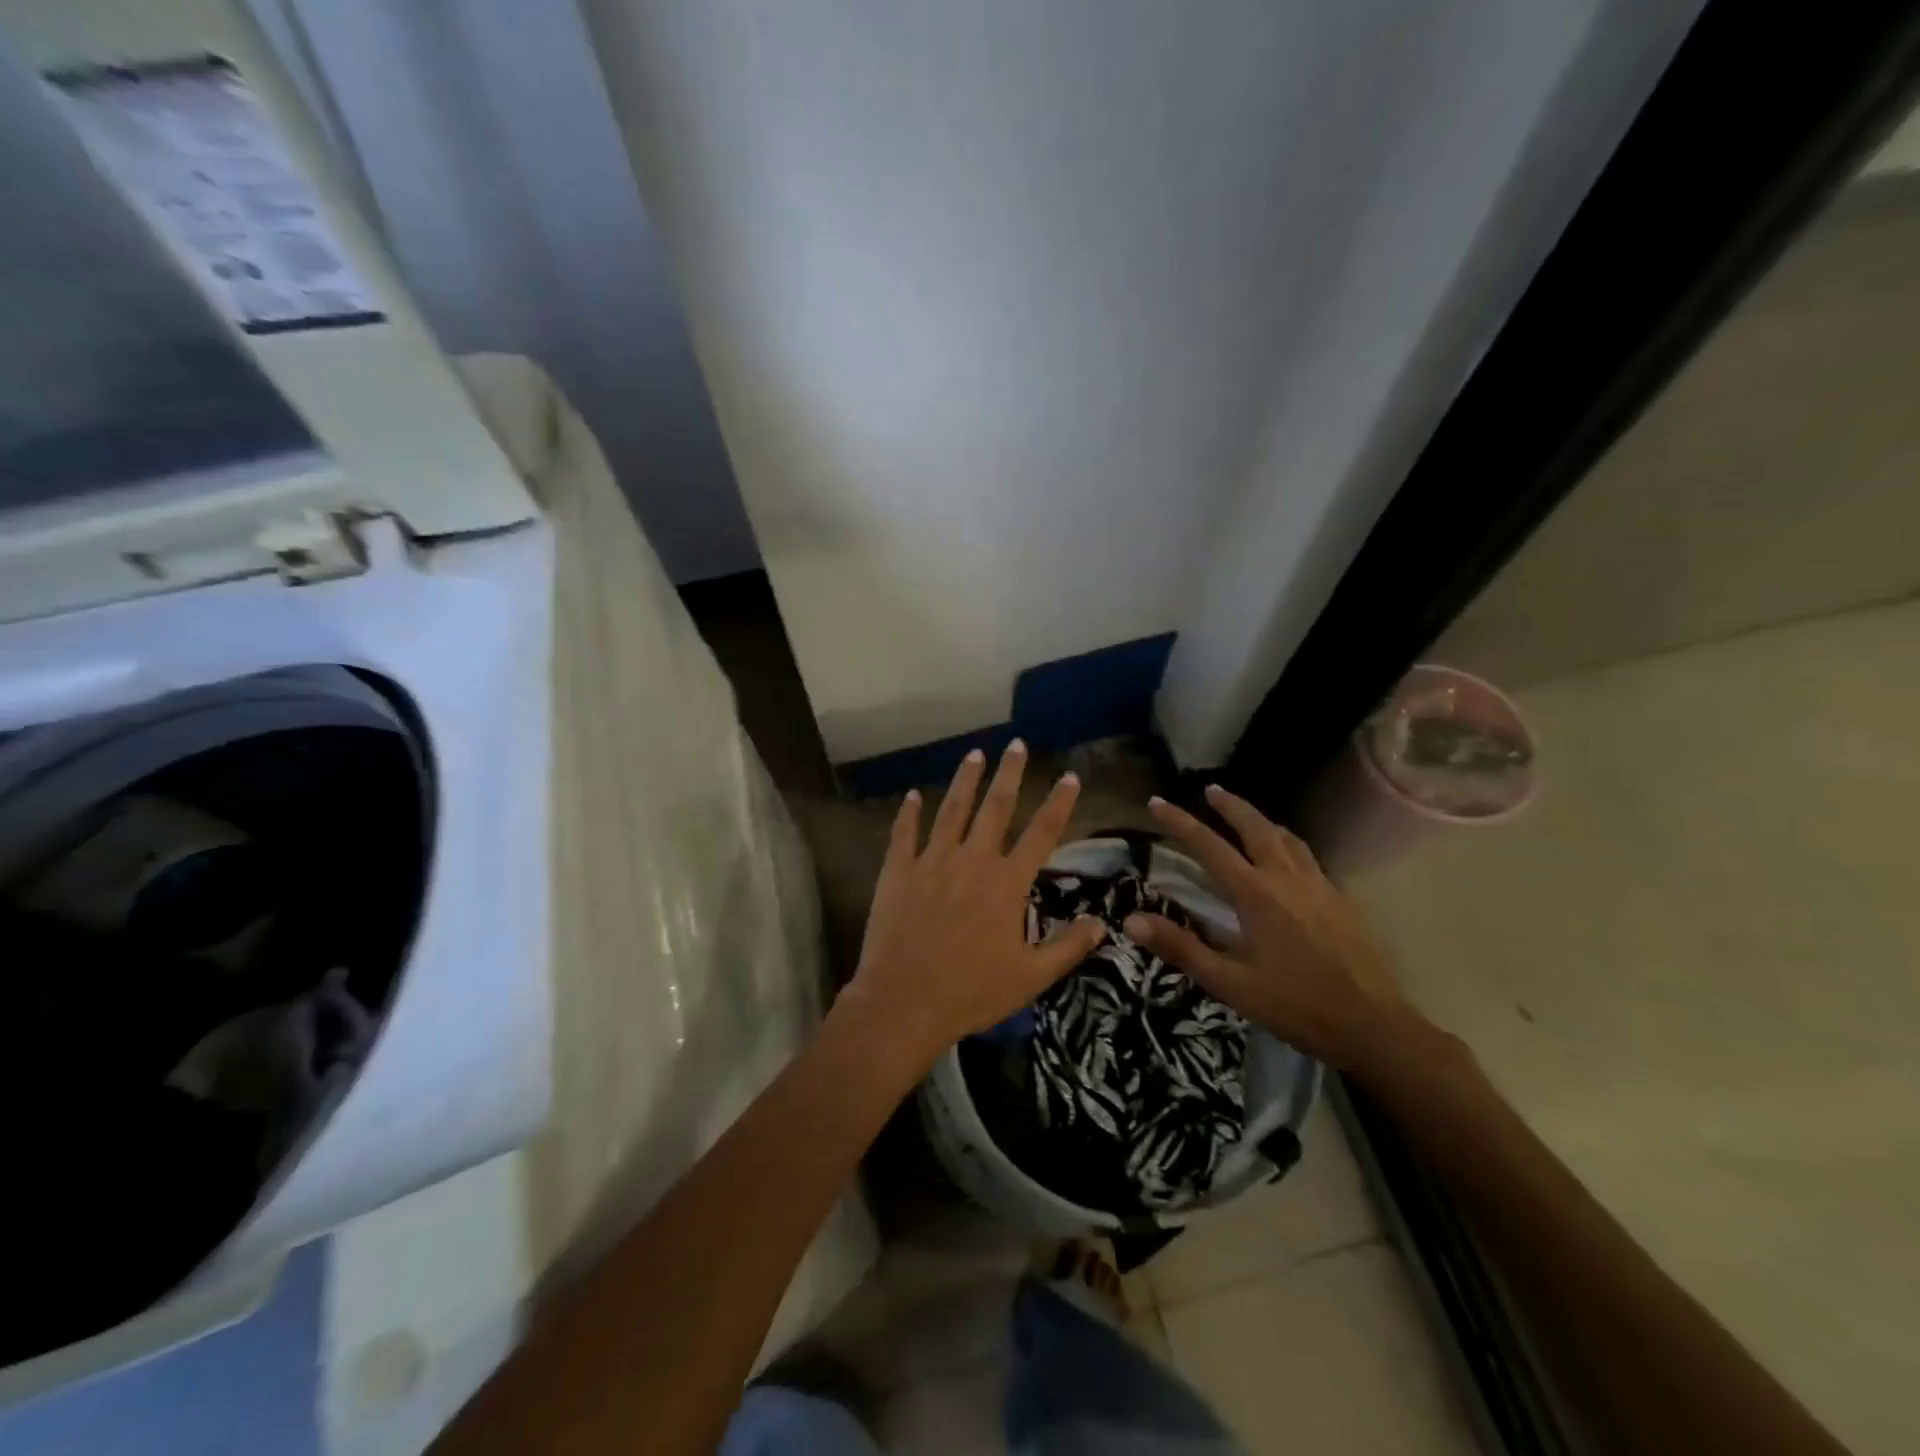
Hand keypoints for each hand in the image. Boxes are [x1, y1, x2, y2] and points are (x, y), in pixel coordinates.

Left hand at [838, 741, 1105, 1078]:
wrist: (904, 1002)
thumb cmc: (971, 992)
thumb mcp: (1031, 977)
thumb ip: (1068, 946)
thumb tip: (1102, 923)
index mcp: (1006, 883)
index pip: (1041, 833)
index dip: (1059, 803)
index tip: (1070, 777)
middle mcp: (972, 860)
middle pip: (995, 807)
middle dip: (1009, 773)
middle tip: (1017, 744)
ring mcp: (932, 861)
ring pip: (952, 810)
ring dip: (965, 780)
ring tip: (975, 753)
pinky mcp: (898, 871)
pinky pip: (904, 833)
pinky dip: (909, 812)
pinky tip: (913, 794)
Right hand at [1121, 784, 1417, 1072]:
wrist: (1372, 1025)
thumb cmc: (1295, 1005)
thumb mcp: (1229, 982)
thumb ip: (1181, 947)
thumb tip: (1131, 920)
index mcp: (1256, 894)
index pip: (1209, 846)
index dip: (1180, 822)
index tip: (1157, 801)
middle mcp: (1287, 879)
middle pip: (1255, 827)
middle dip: (1230, 805)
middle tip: (1210, 789)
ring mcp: (1319, 886)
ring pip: (1286, 837)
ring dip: (1261, 819)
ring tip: (1246, 815)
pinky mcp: (1339, 900)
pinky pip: (1307, 855)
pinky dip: (1286, 841)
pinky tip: (1287, 857)